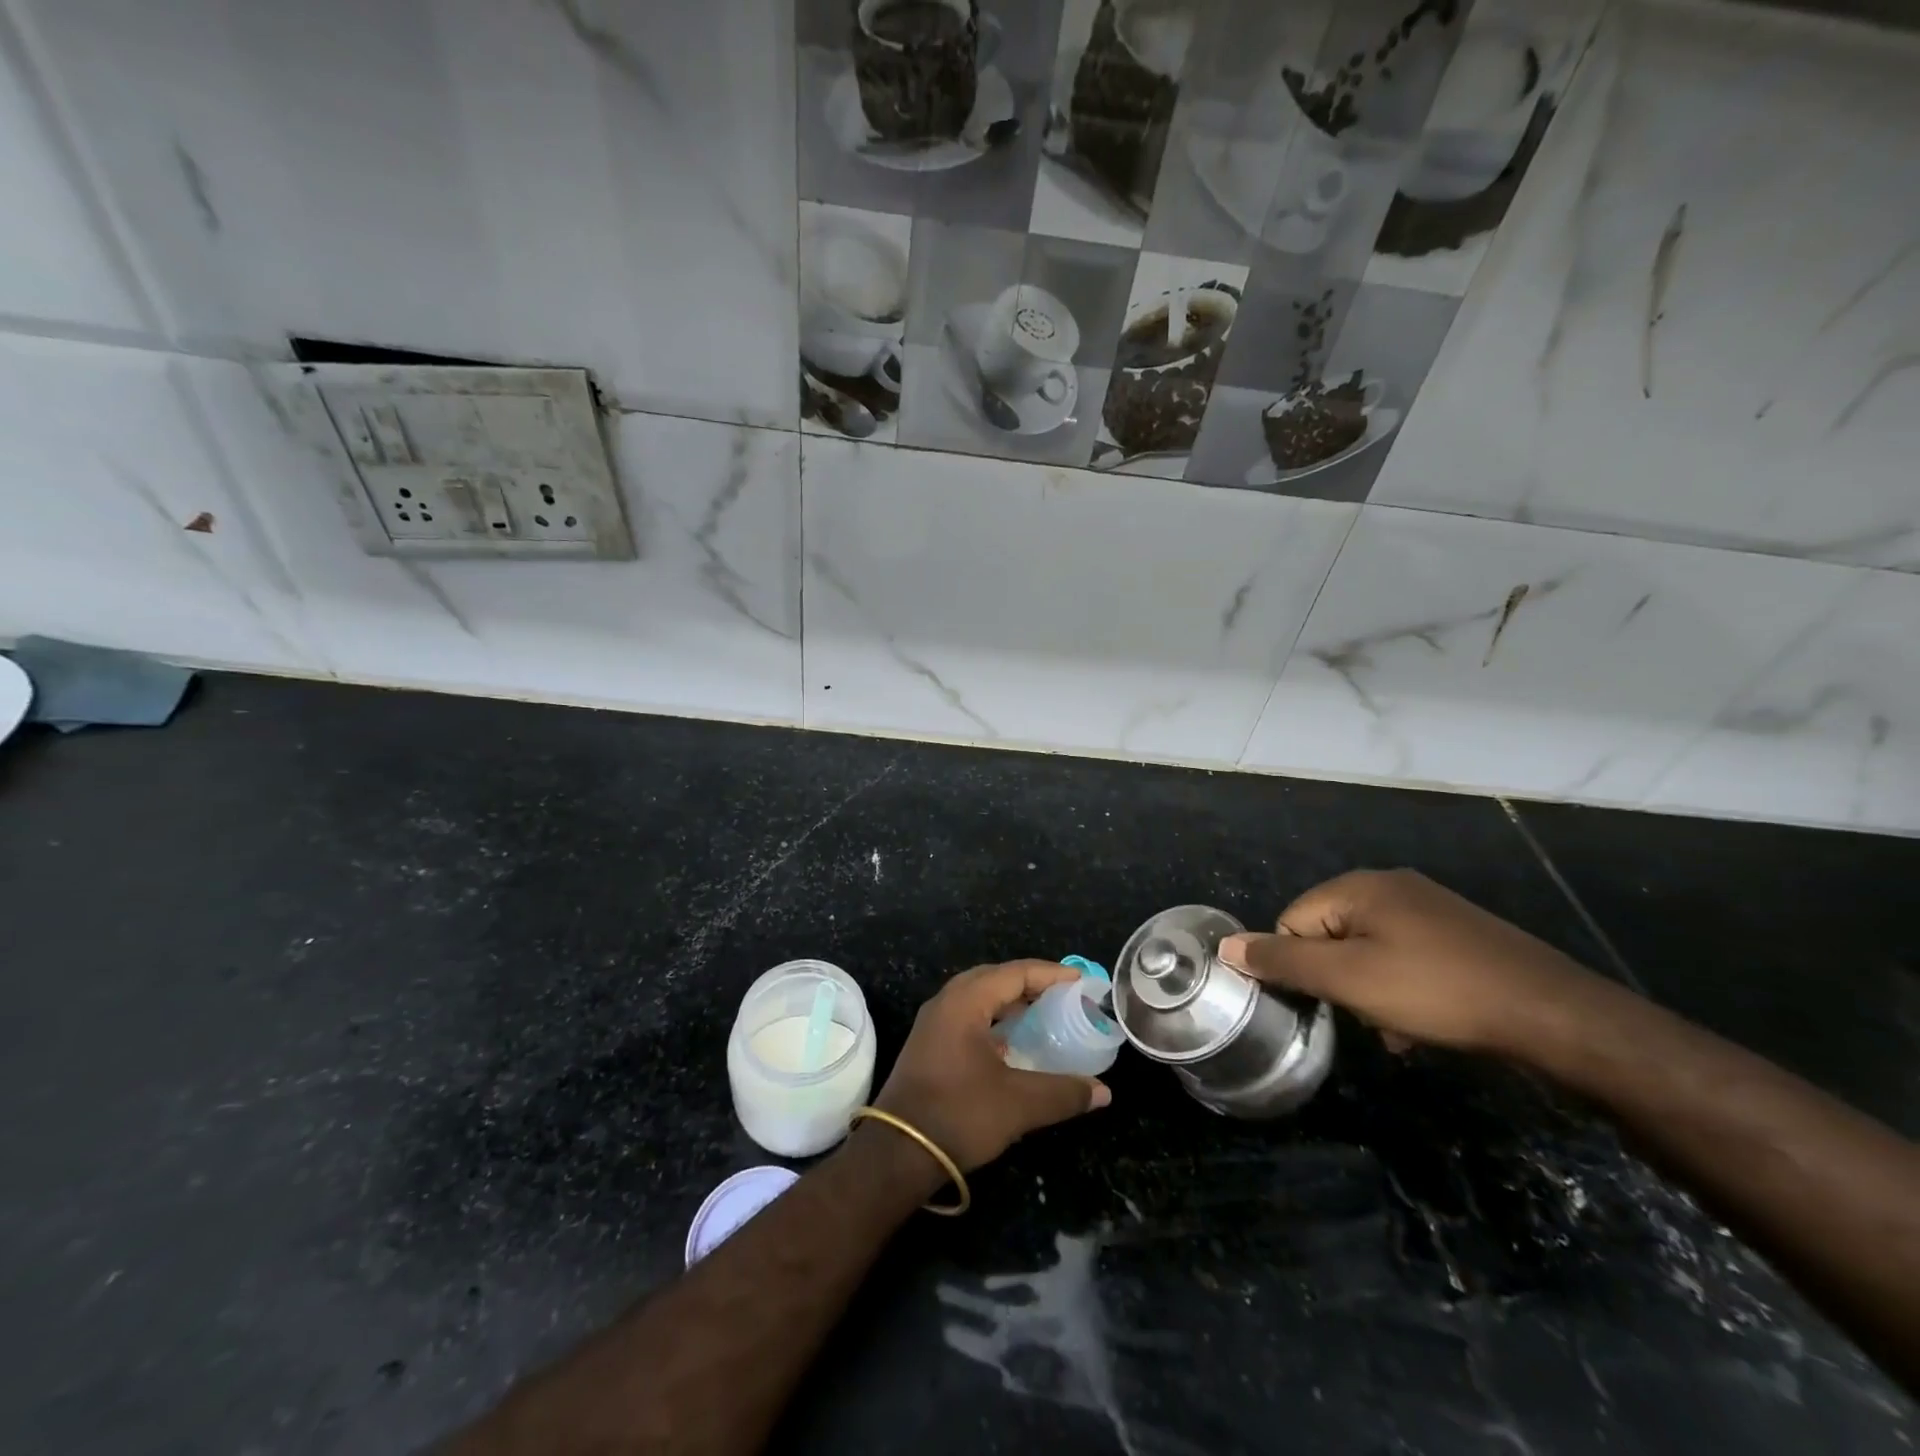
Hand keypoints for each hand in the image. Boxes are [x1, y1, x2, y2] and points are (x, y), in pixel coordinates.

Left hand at [874, 960, 1110, 1171]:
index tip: (1080, 980)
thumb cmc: (959, 1115)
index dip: (1050, 974)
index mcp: (965, 1002)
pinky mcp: (928, 1045)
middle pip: (994, 978)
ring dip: (1009, 1001)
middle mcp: (946, 1003)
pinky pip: (966, 1016)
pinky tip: (1010, 1043)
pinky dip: (993, 1019)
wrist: (897, 1153)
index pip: (1015, 973)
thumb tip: (1103, 1091)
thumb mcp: (1019, 1104)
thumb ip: (1063, 1093)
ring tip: (1042, 1015)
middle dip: (1029, 983)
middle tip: (1062, 995)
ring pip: (978, 997)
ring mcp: (932, 1023)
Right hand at [1216, 869, 1611, 1058]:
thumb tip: (1226, 946)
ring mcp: (1429, 908)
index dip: (1302, 966)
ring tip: (1400, 1025)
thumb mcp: (1348, 980)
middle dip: (1340, 981)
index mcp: (1359, 886)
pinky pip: (1404, 958)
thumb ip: (1283, 961)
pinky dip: (1403, 989)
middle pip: (1329, 935)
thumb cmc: (1438, 991)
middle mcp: (1390, 886)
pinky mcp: (1458, 933)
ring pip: (1368, 952)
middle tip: (1369, 1013)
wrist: (1554, 1014)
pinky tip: (1425, 1021)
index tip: (1334, 1000)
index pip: (1292, 921)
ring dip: (1371, 991)